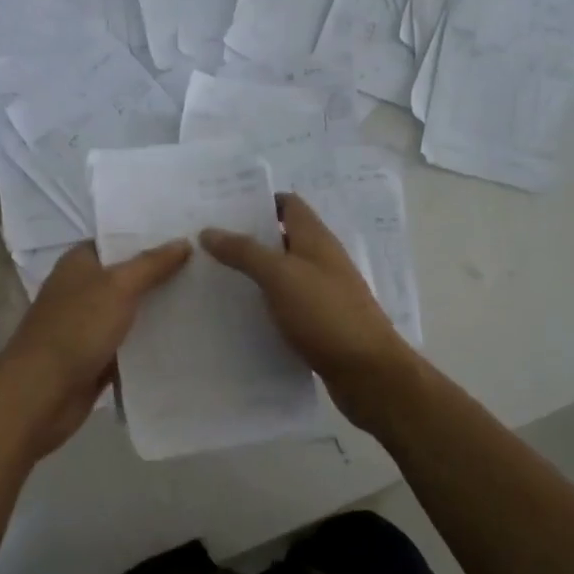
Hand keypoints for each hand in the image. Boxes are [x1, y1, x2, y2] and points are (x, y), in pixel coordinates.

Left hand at [0, 240, 191, 458]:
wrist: (40, 395)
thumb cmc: (75, 329)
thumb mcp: (118, 287)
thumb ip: (151, 264)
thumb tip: (184, 242)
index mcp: (79, 263)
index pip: (119, 240)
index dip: (151, 237)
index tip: (191, 234)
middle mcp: (82, 289)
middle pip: (129, 276)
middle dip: (163, 274)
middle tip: (209, 266)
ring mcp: (88, 325)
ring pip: (132, 311)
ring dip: (160, 309)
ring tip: (207, 299)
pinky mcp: (96, 357)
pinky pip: (130, 344)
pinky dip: (151, 342)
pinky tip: (186, 338)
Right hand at [201, 193, 411, 429]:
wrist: (368, 372)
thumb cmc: (325, 314)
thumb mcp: (280, 276)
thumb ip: (245, 252)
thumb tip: (209, 230)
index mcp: (316, 239)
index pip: (287, 204)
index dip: (257, 202)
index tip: (221, 209)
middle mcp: (321, 260)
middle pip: (282, 238)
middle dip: (247, 238)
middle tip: (204, 244)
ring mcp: (322, 293)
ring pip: (282, 273)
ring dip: (253, 274)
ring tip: (212, 279)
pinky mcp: (320, 323)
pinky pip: (286, 305)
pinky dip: (265, 305)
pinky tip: (238, 316)